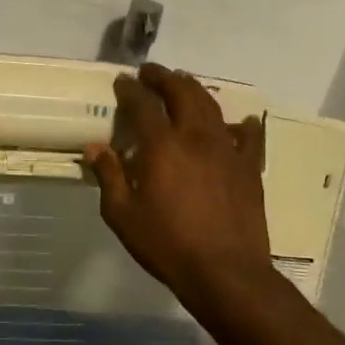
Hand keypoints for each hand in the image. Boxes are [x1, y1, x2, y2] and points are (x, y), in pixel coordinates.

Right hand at [84, 63, 271, 304]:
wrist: (225, 272)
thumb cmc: (166, 244)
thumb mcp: (123, 215)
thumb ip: (109, 176)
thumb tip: (95, 148)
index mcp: (162, 146)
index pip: (143, 105)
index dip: (130, 89)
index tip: (122, 81)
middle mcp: (196, 137)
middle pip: (182, 92)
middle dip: (164, 77)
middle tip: (151, 72)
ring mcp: (228, 150)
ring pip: (212, 107)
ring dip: (195, 90)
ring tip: (184, 84)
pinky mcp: (249, 168)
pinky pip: (248, 137)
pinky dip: (242, 125)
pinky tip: (241, 122)